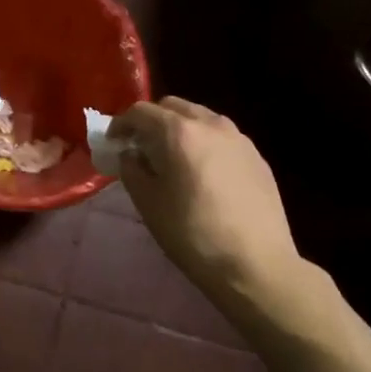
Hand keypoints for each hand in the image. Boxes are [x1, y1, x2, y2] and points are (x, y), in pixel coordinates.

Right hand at [110, 98, 307, 297]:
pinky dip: (204, 144)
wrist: (256, 264)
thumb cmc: (192, 234)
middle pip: (173, 107)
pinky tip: (203, 174)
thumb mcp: (148, 204)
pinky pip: (222, 138)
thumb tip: (132, 155)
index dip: (121, 124)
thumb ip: (132, 169)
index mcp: (179, 132)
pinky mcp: (257, 157)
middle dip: (152, 121)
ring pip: (201, 118)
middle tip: (141, 147)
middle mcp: (211, 124)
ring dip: (180, 129)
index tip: (113, 143)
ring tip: (173, 159)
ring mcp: (239, 138)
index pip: (141, 111)